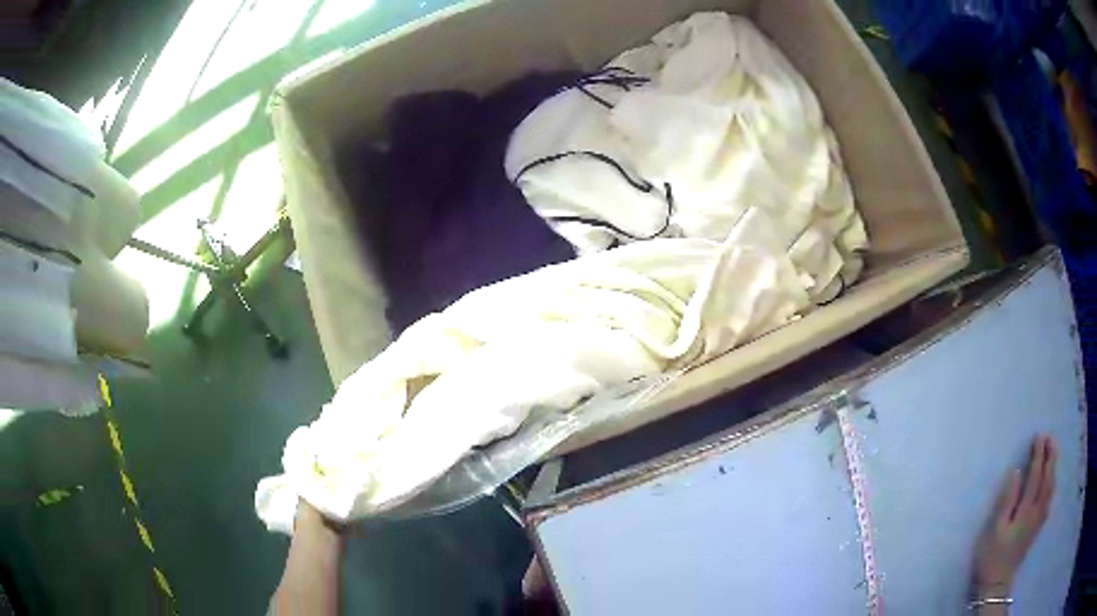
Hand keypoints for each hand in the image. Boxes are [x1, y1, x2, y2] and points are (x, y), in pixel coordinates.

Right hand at [974, 435, 1056, 591]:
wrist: (996, 584)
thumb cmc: (992, 556)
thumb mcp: (994, 530)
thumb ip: (1007, 500)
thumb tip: (1017, 471)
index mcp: (1026, 509)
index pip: (1036, 475)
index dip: (1038, 454)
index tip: (1038, 437)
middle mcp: (1037, 510)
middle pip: (1047, 478)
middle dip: (1050, 456)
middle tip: (1049, 438)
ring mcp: (1039, 519)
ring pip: (1051, 487)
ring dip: (1053, 468)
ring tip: (1052, 454)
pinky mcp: (1037, 527)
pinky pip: (1049, 498)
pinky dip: (1052, 484)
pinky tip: (1051, 482)